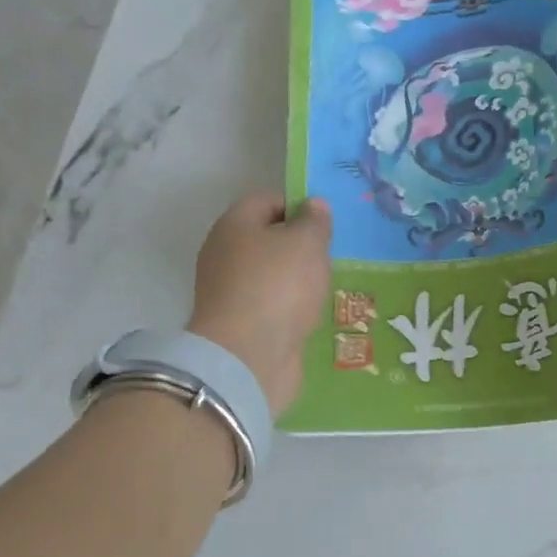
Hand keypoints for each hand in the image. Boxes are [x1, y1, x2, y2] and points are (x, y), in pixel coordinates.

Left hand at [188, 193, 331, 414]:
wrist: (248, 356)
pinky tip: (311, 313)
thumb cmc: (278, 286)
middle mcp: (225, 253)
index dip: (299, 205)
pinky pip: (272, 303)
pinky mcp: (241, 323)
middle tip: (331, 255)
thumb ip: (314, 221)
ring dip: (298, 278)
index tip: (326, 224)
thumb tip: (314, 205)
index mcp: (235, 225)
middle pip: (268, 238)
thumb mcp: (306, 243)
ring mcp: (230, 290)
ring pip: (271, 273)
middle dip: (300, 245)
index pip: (268, 200)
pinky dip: (291, 306)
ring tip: (327, 285)